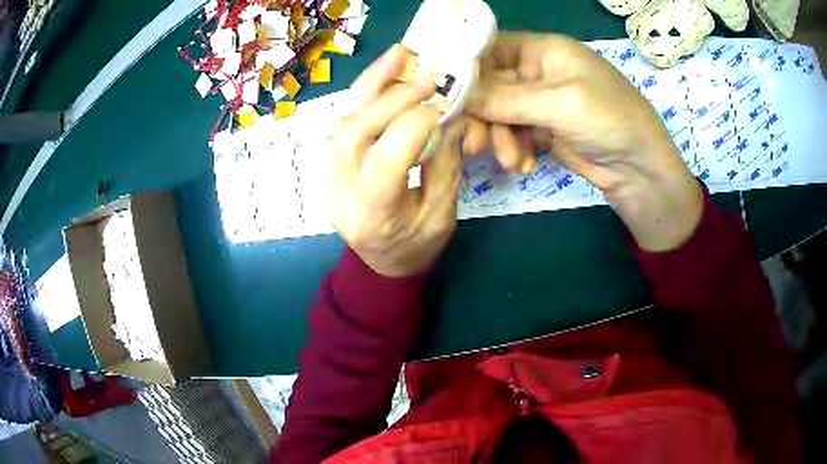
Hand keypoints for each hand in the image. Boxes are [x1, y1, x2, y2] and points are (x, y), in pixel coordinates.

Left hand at [330, 45, 465, 276]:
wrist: (380, 263)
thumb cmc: (416, 246)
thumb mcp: (442, 214)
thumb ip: (444, 164)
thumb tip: (450, 115)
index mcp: (375, 212)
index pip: (389, 156)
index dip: (417, 123)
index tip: (445, 104)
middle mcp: (343, 190)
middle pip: (357, 130)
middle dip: (394, 97)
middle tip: (427, 74)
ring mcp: (331, 175)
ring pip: (344, 118)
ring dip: (373, 83)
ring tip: (400, 55)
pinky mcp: (332, 163)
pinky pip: (346, 121)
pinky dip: (366, 94)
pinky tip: (385, 75)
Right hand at [466, 32, 702, 250]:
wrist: (641, 171)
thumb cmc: (611, 120)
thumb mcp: (561, 103)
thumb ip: (506, 98)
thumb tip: (454, 94)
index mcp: (543, 50)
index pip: (490, 48)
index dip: (465, 66)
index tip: (442, 91)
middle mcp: (538, 71)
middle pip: (489, 85)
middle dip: (481, 114)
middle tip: (473, 142)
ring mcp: (539, 102)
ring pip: (498, 114)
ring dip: (499, 138)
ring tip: (510, 160)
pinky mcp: (542, 130)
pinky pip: (513, 134)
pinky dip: (513, 149)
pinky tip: (523, 165)